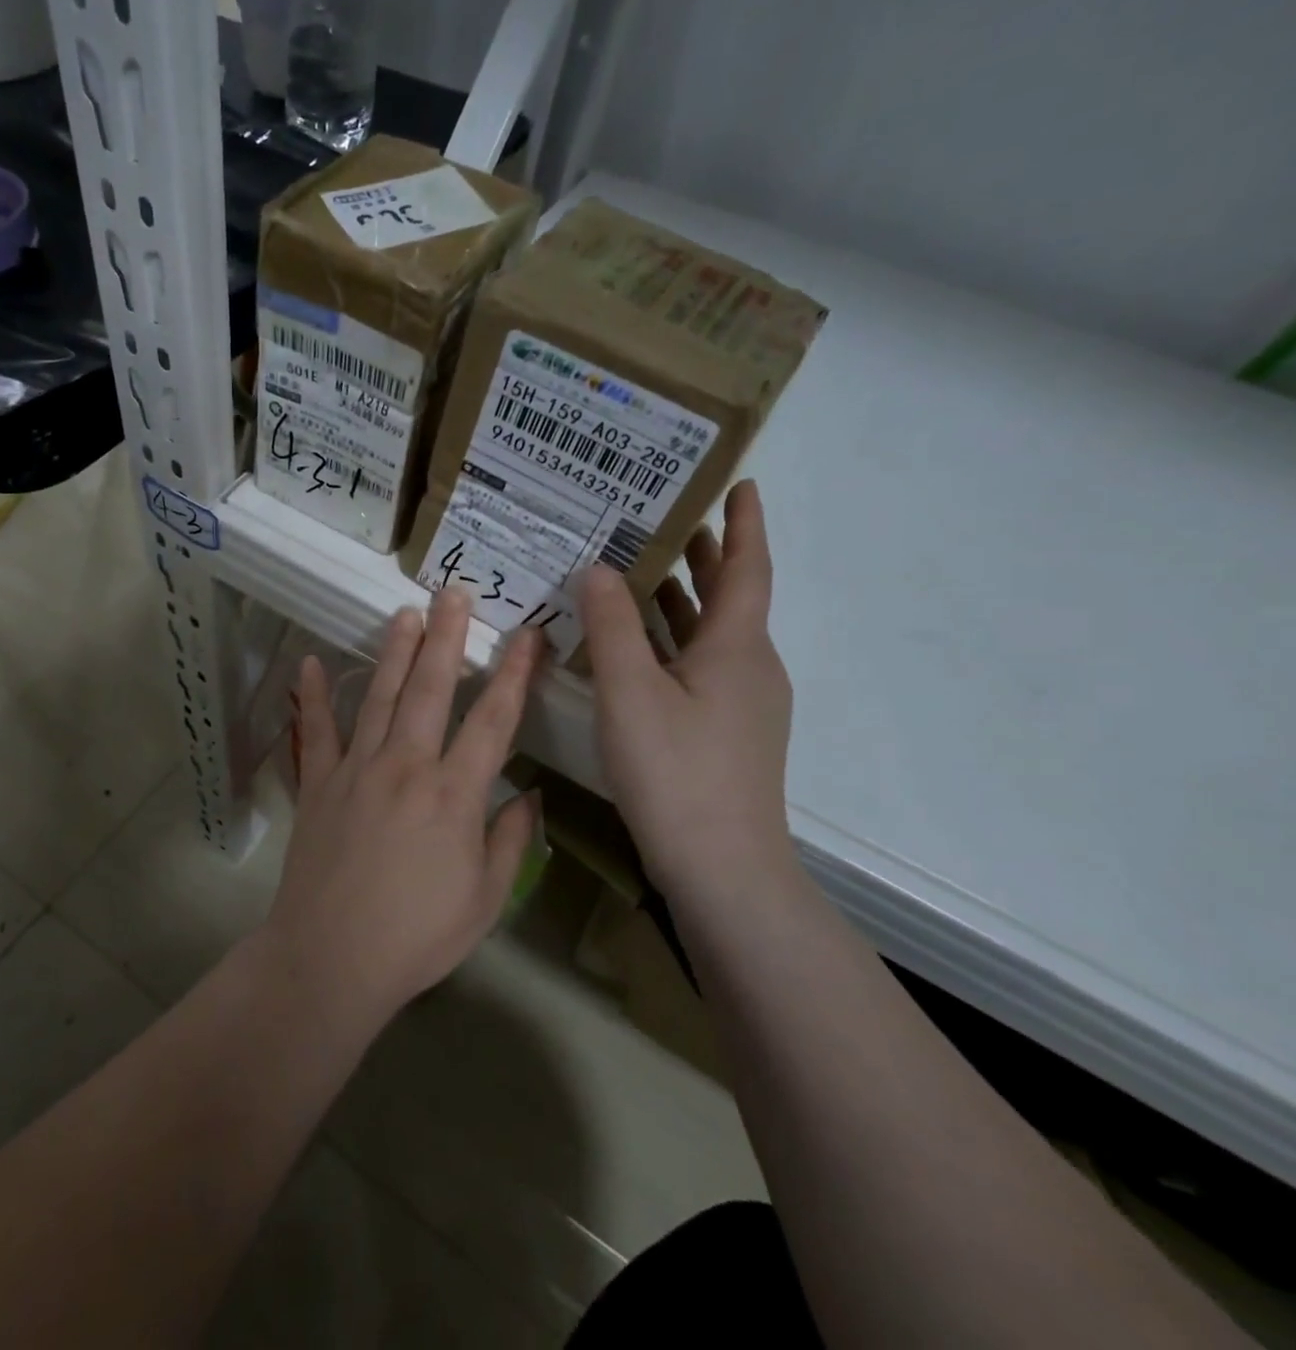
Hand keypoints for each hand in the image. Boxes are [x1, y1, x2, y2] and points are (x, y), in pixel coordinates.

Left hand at [261, 589, 542, 1023]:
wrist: (331, 958)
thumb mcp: (484, 900)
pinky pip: (316, 731)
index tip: (528, 635)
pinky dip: (312, 696)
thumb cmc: (417, 936)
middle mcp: (407, 766)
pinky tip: (308, 663)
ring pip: (380, 696)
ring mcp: (357, 769)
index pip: (493, 720)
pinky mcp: (318, 783)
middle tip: (454, 593)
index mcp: (454, 795)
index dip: (514, 674)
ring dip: (396, 651)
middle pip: (432, 689)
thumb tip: (528, 797)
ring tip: (407, 613)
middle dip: (447, 637)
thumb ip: (509, 842)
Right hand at [580, 481, 793, 895]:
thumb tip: (598, 569)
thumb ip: (611, 626)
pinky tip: (637, 650)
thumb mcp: (630, 691)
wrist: (721, 866)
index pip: (747, 568)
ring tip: (644, 574)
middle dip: (705, 558)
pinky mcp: (728, 732)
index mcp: (737, 647)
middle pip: (731, 598)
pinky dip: (673, 642)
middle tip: (669, 523)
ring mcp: (743, 704)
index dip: (744, 524)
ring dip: (684, 601)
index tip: (740, 484)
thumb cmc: (676, 769)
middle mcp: (750, 667)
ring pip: (713, 635)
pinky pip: (701, 666)